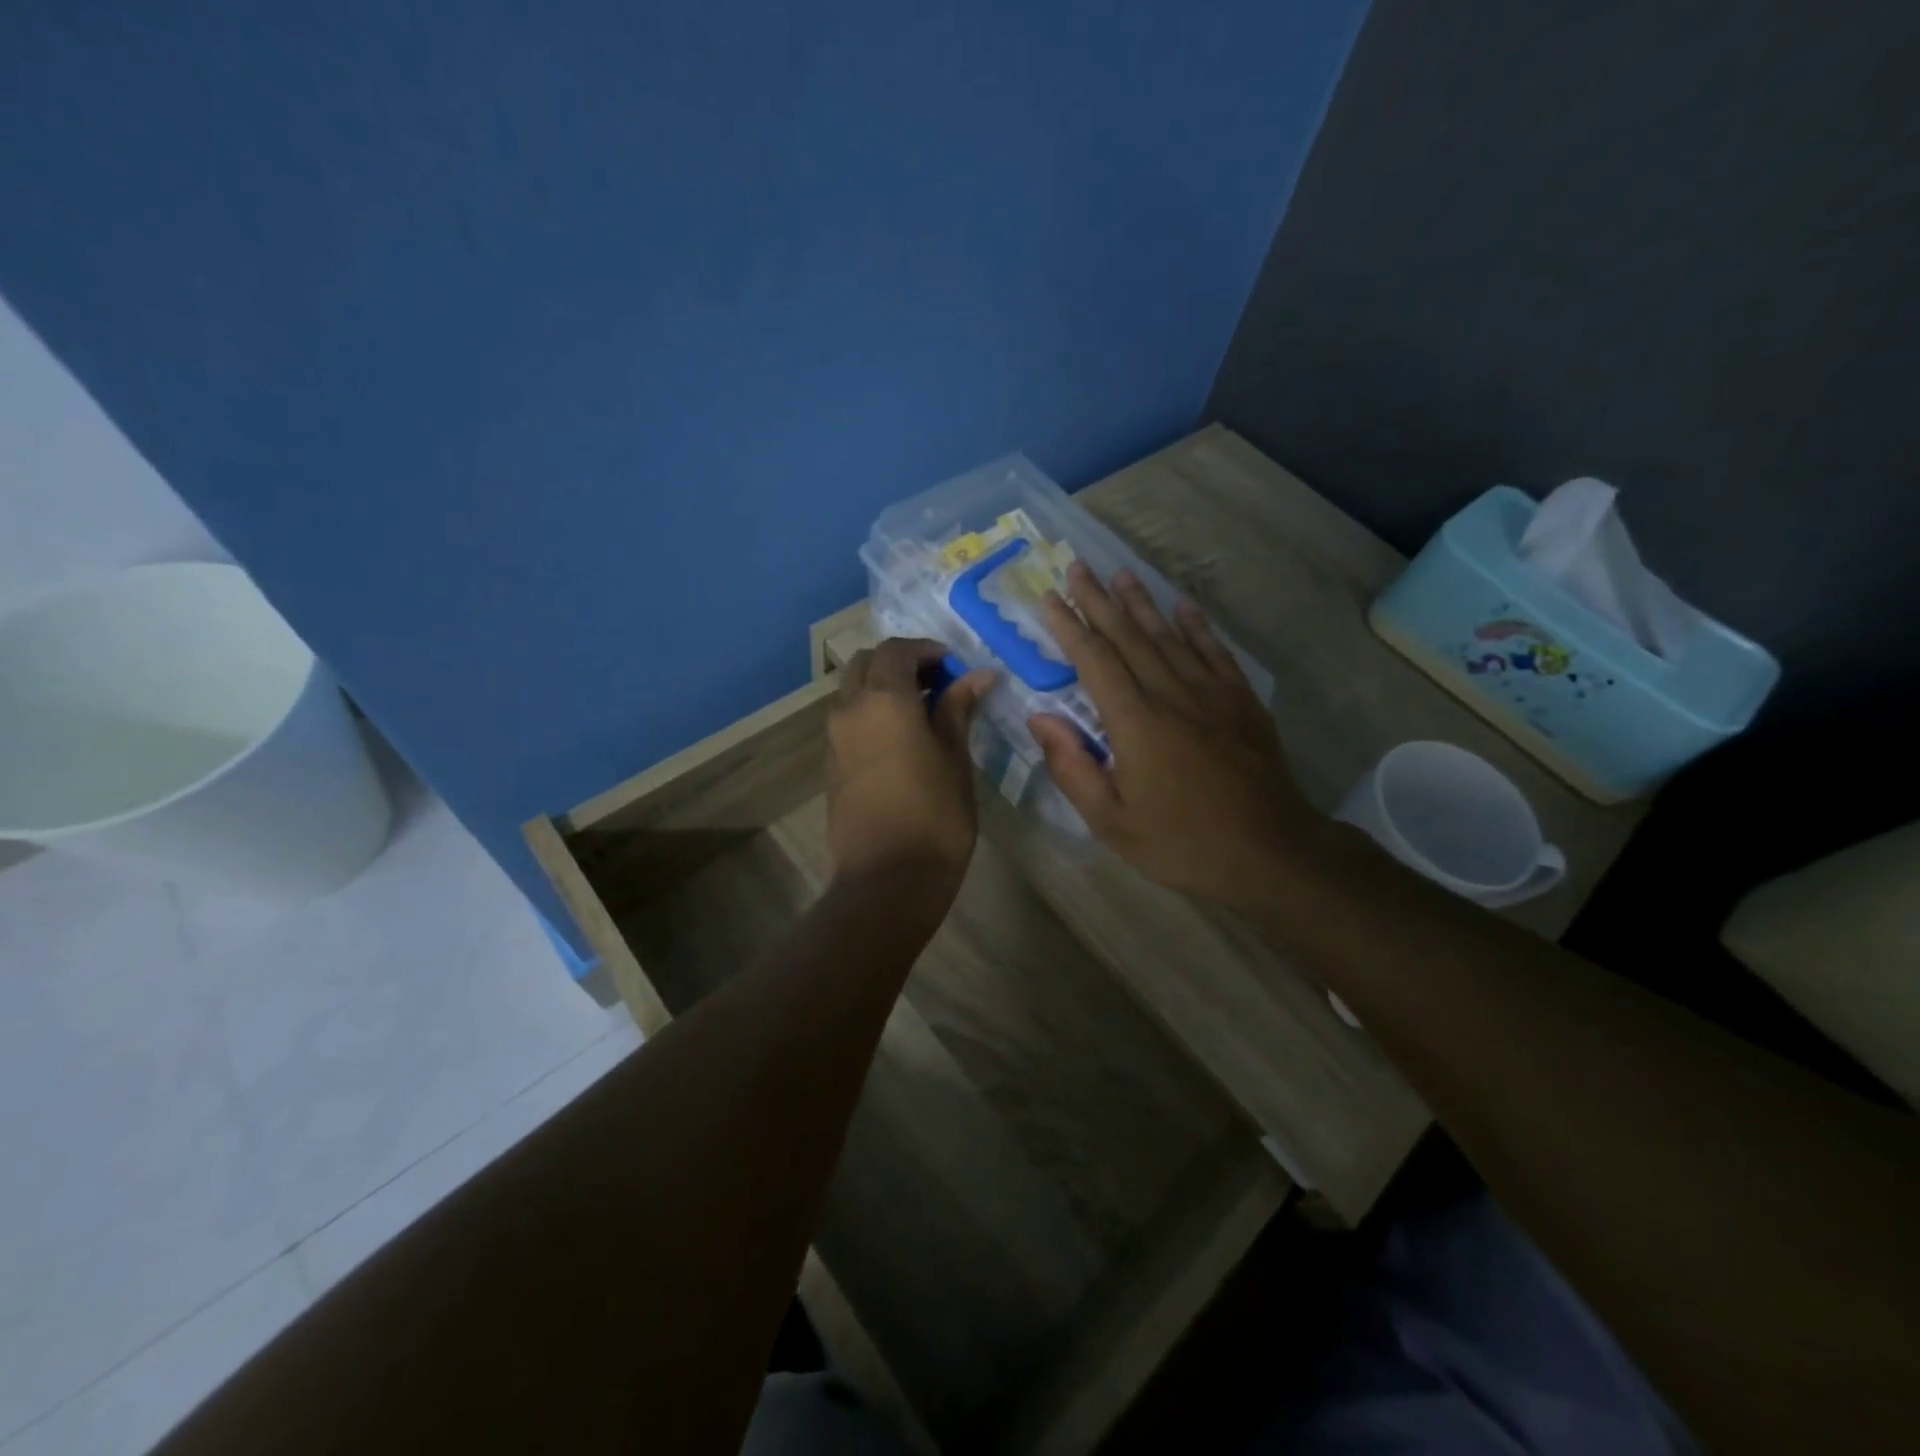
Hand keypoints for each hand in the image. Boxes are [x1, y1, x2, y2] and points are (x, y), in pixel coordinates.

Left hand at [826, 638, 993, 889]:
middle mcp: (849, 710)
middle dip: (900, 664)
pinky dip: (871, 714)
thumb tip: (978, 675)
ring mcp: (834, 739)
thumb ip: (958, 709)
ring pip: (852, 692)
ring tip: (923, 713)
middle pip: (865, 664)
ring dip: (882, 688)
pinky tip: (902, 740)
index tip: (956, 668)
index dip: (927, 650)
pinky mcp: (831, 766)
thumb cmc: (934, 815)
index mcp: (882, 700)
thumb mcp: (955, 757)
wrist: (887, 879)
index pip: (896, 650)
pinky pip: (848, 722)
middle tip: (937, 684)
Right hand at [1029, 564, 1327, 908]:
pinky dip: (1197, 627)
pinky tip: (1184, 607)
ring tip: (1121, 573)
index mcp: (1135, 723)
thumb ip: (1071, 767)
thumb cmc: (1180, 842)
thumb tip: (1041, 718)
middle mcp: (1171, 695)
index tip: (1049, 598)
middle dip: (1099, 600)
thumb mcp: (1110, 821)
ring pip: (1169, 637)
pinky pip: (1215, 653)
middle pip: (1129, 637)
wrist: (1269, 852)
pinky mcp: (1241, 702)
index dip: (1069, 627)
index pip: (1094, 661)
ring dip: (1142, 603)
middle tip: (1077, 567)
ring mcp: (1211, 694)